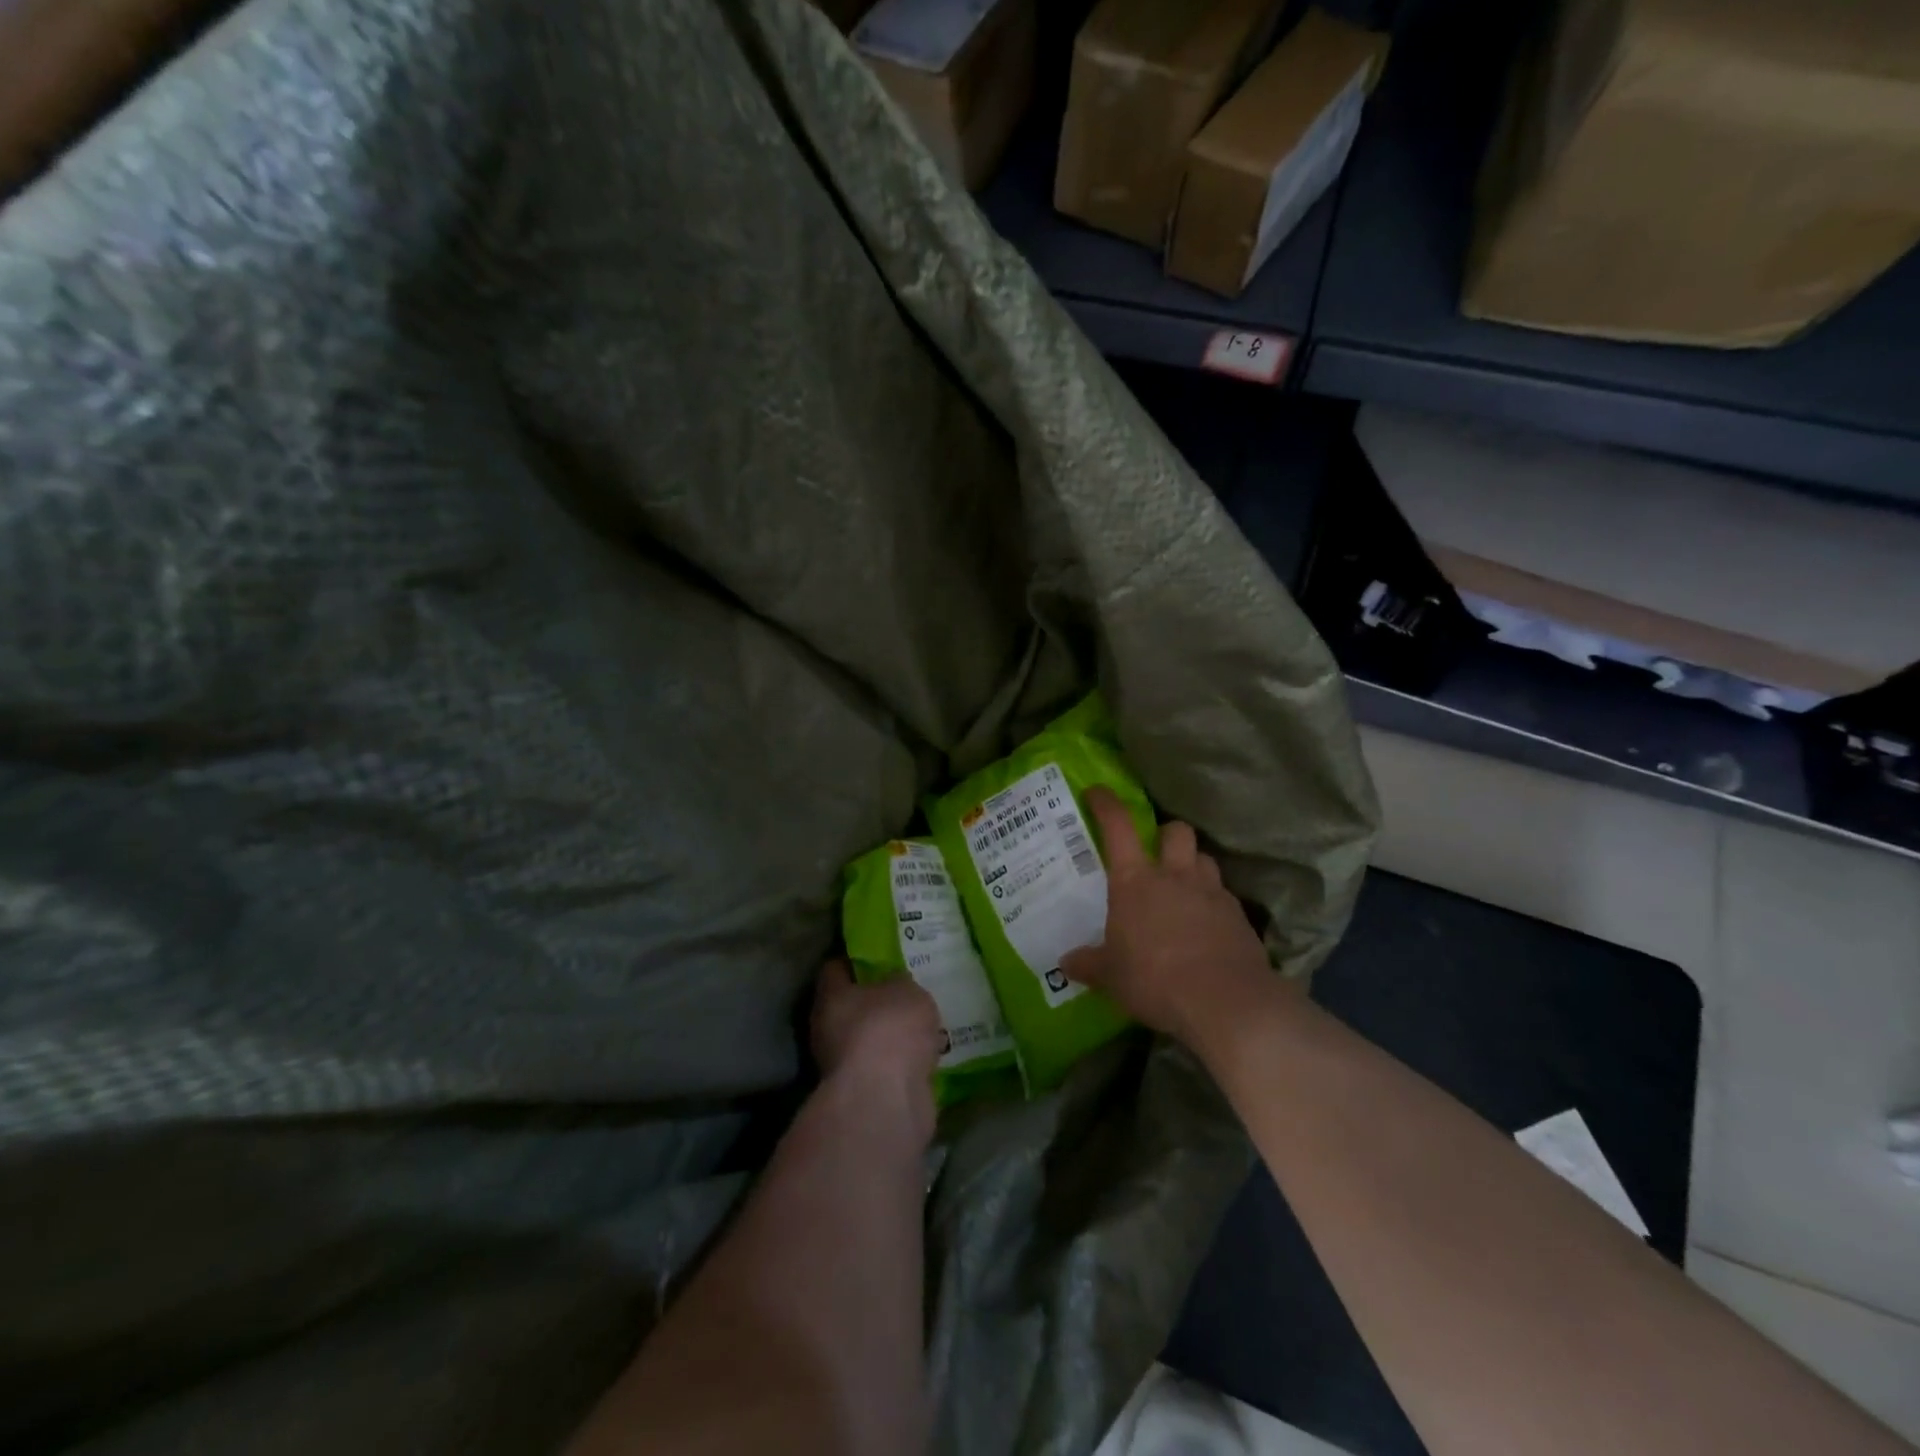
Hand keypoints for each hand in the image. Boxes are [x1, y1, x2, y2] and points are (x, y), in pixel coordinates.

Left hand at [811, 959, 942, 1144]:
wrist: (886, 1100)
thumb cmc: (889, 1029)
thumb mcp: (906, 990)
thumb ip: (901, 983)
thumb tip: (897, 984)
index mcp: (831, 997)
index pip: (835, 969)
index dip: (854, 960)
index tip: (876, 955)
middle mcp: (828, 1030)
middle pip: (851, 1007)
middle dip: (876, 1001)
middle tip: (905, 990)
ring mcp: (844, 1066)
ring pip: (869, 1041)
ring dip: (889, 1036)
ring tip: (922, 1024)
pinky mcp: (864, 1095)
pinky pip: (885, 1069)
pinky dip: (901, 1063)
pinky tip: (926, 1056)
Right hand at [1061, 788, 1273, 1048]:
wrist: (1225, 1002)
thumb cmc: (1154, 979)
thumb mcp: (1112, 977)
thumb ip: (1090, 965)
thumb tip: (1066, 963)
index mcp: (1135, 881)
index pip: (1118, 826)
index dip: (1106, 804)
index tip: (1097, 792)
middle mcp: (1175, 876)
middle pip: (1176, 831)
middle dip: (1166, 834)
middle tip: (1157, 852)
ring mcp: (1211, 893)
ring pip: (1205, 859)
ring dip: (1193, 865)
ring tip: (1184, 887)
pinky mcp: (1239, 916)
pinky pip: (1224, 895)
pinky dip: (1214, 902)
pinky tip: (1207, 925)